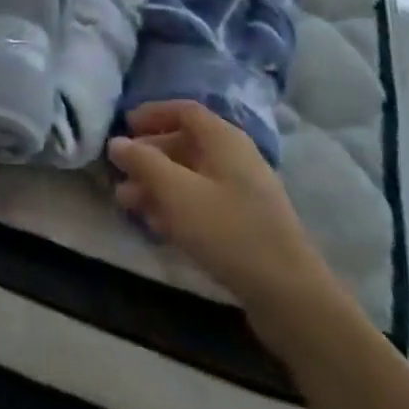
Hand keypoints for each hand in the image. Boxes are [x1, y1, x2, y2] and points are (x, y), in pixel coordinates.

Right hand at [107, 102, 341, 336]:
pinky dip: (176, 206)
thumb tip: (117, 142)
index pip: (184, 111)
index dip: (152, 114)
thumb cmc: (228, 232)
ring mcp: (243, 193)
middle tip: (119, 173)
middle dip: (149, 156)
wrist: (291, 297)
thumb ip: (143, 162)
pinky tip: (156, 225)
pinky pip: (203, 202)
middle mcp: (236, 159)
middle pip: (185, 144)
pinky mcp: (245, 224)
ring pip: (191, 176)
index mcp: (224, 140)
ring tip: (128, 203)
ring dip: (157, 185)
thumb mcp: (176, 193)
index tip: (124, 126)